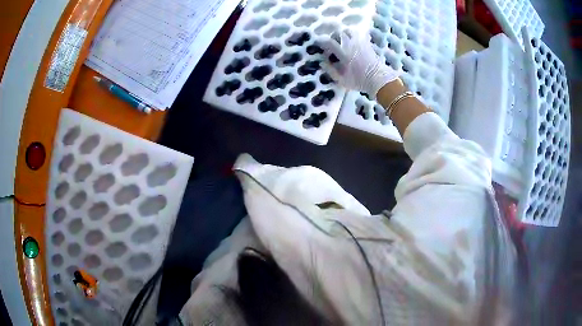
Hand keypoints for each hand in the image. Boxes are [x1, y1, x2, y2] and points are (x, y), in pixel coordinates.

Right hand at [320, 29, 398, 98]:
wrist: (379, 79)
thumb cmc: (359, 81)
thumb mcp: (342, 80)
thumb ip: (331, 71)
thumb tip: (322, 63)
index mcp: (343, 53)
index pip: (329, 42)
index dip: (322, 41)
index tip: (320, 44)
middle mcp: (351, 45)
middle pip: (339, 33)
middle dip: (334, 36)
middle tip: (333, 42)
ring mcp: (360, 43)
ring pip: (350, 31)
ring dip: (345, 33)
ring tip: (344, 40)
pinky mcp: (368, 44)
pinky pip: (360, 34)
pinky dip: (355, 35)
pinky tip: (354, 41)